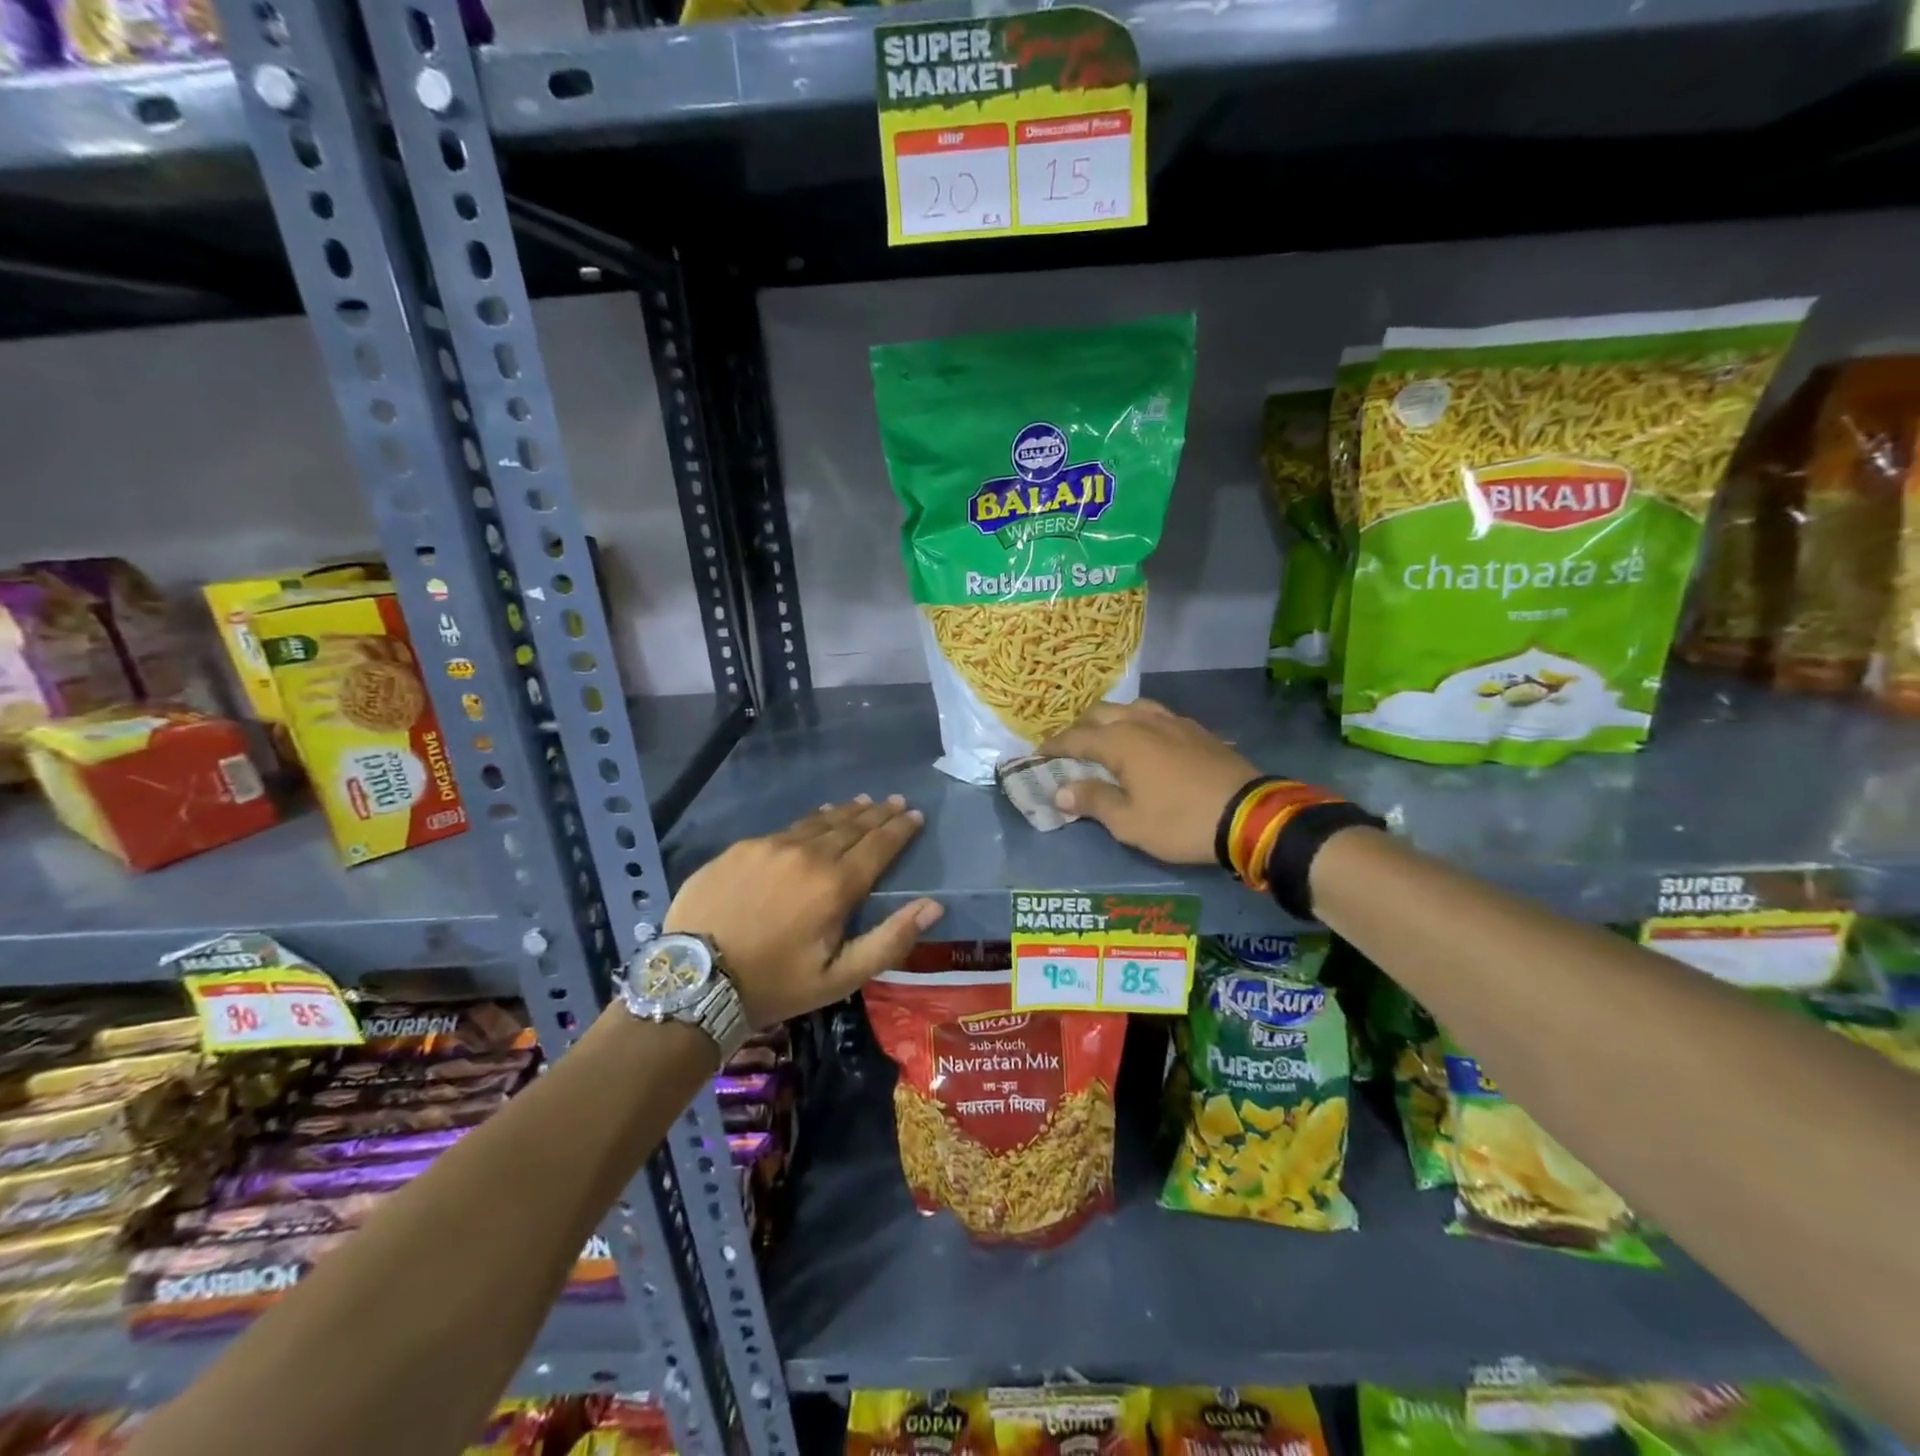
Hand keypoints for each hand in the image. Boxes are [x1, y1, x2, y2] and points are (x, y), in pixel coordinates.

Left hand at [664, 795, 943, 1025]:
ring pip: (819, 822)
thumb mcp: (840, 978)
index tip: (915, 814)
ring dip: (846, 812)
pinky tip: (816, 819)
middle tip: (895, 801)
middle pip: (852, 826)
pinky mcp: (742, 848)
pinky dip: (811, 821)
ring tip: (864, 802)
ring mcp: (771, 846)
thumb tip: (933, 906)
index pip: (879, 846)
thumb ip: (890, 941)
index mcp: (836, 885)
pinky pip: (787, 828)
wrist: (694, 981)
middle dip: (878, 813)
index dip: (900, 829)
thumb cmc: (775, 984)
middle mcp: (808, 854)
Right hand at [1038, 700, 1259, 863]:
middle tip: (1069, 749)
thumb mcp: (1129, 822)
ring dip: (1111, 720)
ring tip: (1105, 739)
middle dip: (1080, 728)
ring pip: (1131, 708)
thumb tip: (1061, 791)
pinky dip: (1138, 723)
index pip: (1076, 738)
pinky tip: (1145, 742)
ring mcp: (1173, 722)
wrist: (1250, 815)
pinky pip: (1156, 716)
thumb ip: (1093, 802)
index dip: (1054, 746)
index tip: (1037, 754)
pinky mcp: (1196, 730)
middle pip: (1101, 713)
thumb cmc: (1180, 822)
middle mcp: (1143, 722)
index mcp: (1121, 741)